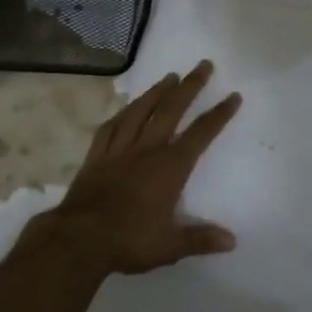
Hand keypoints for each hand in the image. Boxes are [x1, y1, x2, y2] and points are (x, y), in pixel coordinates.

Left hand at [26, 60, 242, 276]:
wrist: (78, 240)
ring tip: (169, 76)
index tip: (233, 96)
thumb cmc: (129, 241)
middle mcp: (146, 150)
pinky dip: (121, 114)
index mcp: (169, 168)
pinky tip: (127, 107)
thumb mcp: (170, 246)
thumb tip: (232, 241)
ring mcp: (118, 150)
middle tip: (203, 65)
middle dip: (190, 87)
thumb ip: (201, 239)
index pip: (200, 135)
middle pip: (171, 111)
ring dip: (156, 92)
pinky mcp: (96, 157)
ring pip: (140, 112)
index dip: (219, 115)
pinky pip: (110, 128)